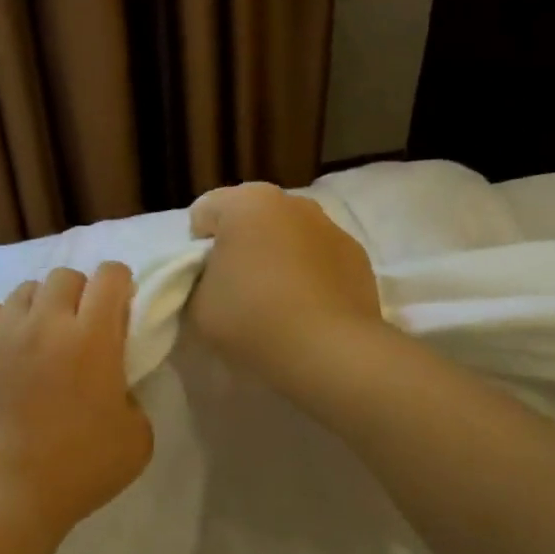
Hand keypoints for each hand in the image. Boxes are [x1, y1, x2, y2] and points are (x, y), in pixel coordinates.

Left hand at [0, 263, 153, 541]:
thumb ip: (132, 396)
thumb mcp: (137, 438)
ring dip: (39, 307)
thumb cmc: (78, 469)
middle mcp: (47, 322)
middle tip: (80, 327)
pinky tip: (3, 346)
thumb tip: (114, 384)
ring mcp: (2, 333)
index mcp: (94, 338)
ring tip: (38, 338)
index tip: (119, 306)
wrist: (2, 493)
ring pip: (24, 290)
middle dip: (79, 293)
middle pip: (65, 276)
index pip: (110, 276)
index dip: (119, 284)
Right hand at [187, 183, 382, 392]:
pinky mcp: (358, 256)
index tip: (205, 282)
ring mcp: (331, 226)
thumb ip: (196, 281)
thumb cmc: (251, 318)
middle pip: (251, 218)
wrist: (328, 351)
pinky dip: (310, 273)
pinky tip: (308, 309)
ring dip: (278, 257)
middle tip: (237, 291)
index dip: (197, 249)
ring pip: (289, 235)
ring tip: (277, 303)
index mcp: (246, 202)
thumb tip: (214, 278)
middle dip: (241, 246)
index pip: (204, 214)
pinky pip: (320, 257)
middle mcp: (292, 202)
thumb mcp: (196, 306)